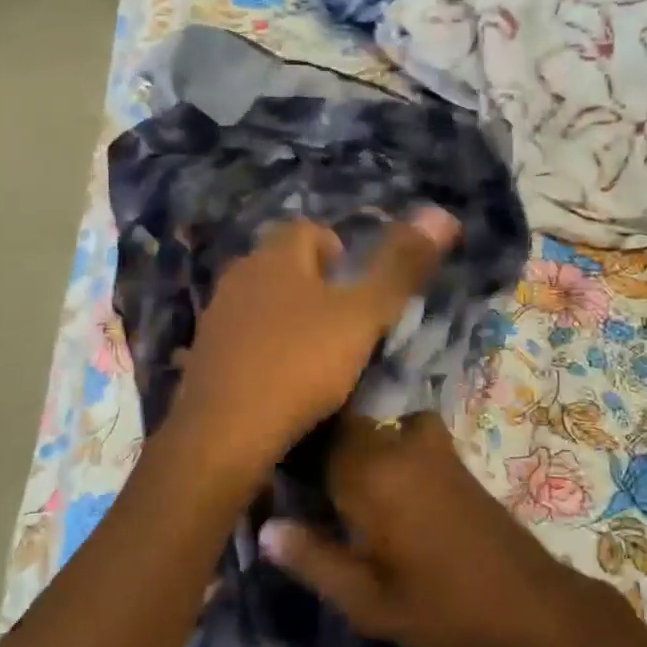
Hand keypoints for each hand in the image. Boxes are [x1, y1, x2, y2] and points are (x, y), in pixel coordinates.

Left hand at [161, 211, 458, 491]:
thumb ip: (400, 268)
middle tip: (345, 324)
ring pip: (264, 300)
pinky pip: (245, 335)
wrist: (223, 434)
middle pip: (286, 264)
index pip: (310, 230)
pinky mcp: (204, 353)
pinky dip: (266, 347)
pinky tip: (281, 379)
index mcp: (275, 255)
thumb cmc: (300, 364)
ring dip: (290, 317)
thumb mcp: (363, 316)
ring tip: (317, 354)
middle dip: (317, 285)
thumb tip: (441, 213)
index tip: (359, 291)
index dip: (340, 252)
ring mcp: (217, 314)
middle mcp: (240, 274)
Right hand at [259, 414, 612, 646]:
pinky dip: (386, 445)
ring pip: (372, 430)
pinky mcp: (450, 452)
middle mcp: (396, 444)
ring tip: (343, 495)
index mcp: (371, 475)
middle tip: (307, 500)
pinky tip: (386, 485)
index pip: (312, 446)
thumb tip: (266, 528)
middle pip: (341, 431)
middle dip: (319, 455)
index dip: (289, 463)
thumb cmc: (444, 610)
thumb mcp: (369, 603)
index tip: (276, 490)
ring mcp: (428, 443)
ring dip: (353, 450)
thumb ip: (314, 560)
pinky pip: (402, 431)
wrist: (531, 604)